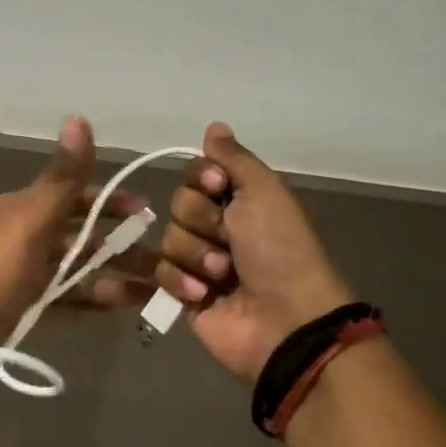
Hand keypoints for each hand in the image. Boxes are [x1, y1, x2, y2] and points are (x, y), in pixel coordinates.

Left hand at [0, 117, 156, 343]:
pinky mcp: (29, 305)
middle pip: (81, 235)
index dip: (110, 200)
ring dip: (114, 274)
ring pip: (79, 268)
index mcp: (23, 209)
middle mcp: (26, 236)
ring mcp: (28, 273)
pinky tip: (126, 304)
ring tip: (152, 287)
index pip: (74, 196)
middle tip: (158, 255)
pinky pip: (70, 298)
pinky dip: (96, 300)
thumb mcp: (33, 218)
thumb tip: (78, 117)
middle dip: (120, 243)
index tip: (144, 209)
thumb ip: (63, 176)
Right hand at [156, 122, 351, 382]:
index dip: (203, 180)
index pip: (197, 173)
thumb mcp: (264, 192)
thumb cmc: (280, 250)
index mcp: (241, 200)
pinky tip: (205, 295)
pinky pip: (160, 273)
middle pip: (179, 204)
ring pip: (168, 238)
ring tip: (223, 275)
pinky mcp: (183, 294)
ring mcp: (199, 262)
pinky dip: (182, 282)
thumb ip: (234, 158)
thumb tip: (214, 126)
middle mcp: (219, 226)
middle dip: (200, 221)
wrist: (285, 320)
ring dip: (196, 255)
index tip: (220, 189)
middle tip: (229, 239)